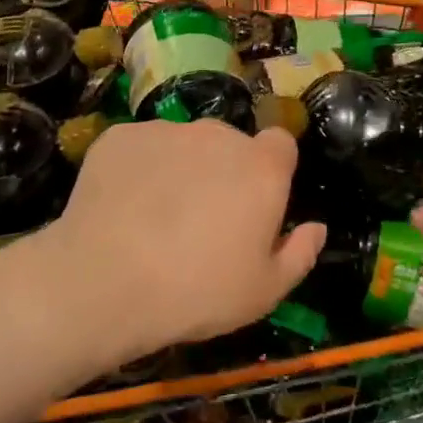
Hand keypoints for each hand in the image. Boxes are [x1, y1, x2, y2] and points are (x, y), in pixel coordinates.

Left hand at [42, 120, 325, 366]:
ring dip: (179, 168)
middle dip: (223, 171)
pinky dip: (136, 170)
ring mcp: (166, 130)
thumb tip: (317, 228)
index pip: (280, 145)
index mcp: (260, 167)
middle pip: (229, 143)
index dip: (272, 171)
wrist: (105, 281)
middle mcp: (217, 134)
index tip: (256, 203)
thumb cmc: (197, 292)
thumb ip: (299, 254)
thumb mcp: (263, 292)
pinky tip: (121, 208)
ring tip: (154, 217)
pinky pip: (139, 148)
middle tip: (202, 220)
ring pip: (182, 144)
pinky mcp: (121, 136)